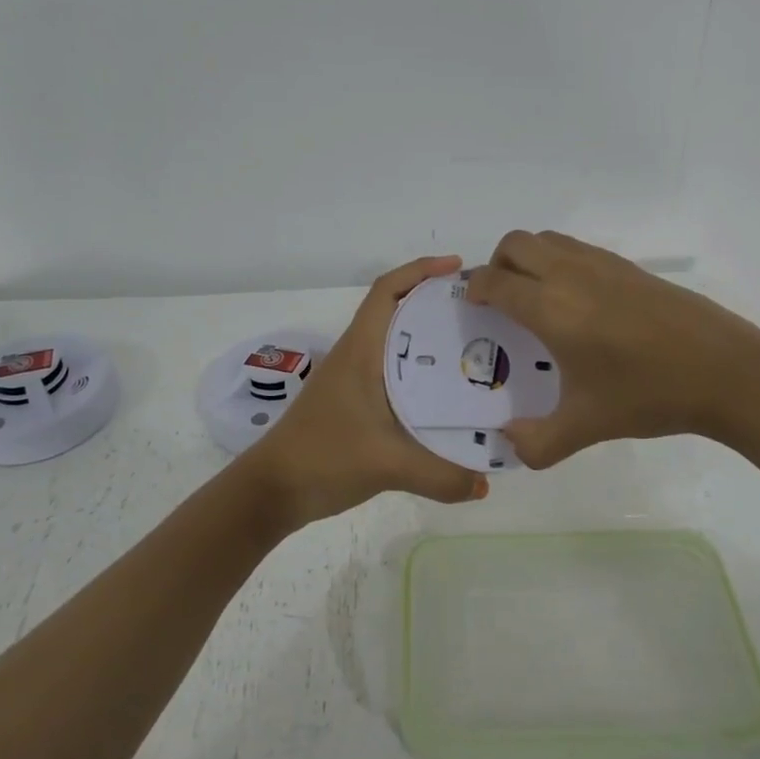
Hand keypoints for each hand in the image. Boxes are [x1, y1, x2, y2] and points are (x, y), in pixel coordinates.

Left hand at [243, 255, 488, 531]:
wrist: (273, 490)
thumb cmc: (324, 457)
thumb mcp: (387, 465)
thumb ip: (441, 476)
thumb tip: (486, 484)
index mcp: (361, 350)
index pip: (387, 290)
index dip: (421, 270)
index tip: (458, 268)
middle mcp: (357, 355)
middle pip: (397, 310)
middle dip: (436, 302)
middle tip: (481, 311)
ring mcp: (353, 379)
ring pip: (396, 342)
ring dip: (428, 336)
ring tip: (473, 346)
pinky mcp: (354, 402)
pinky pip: (393, 371)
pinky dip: (420, 369)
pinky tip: (445, 392)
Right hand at [465, 231, 759, 468]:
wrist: (724, 370)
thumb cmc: (648, 394)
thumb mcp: (587, 426)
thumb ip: (538, 442)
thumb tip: (509, 443)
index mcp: (551, 308)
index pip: (495, 282)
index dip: (475, 290)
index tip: (472, 307)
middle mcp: (570, 274)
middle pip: (515, 244)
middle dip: (495, 265)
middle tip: (500, 300)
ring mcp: (602, 265)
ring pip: (547, 239)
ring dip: (527, 258)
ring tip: (535, 297)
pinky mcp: (629, 267)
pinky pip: (576, 248)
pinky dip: (559, 260)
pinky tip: (577, 302)